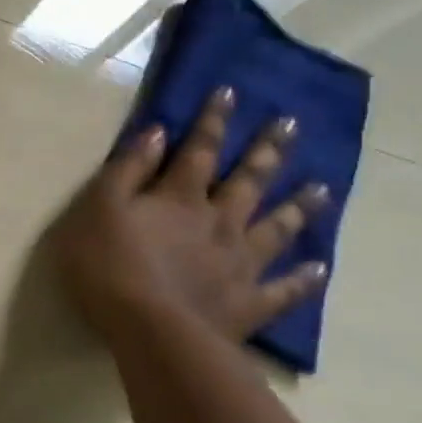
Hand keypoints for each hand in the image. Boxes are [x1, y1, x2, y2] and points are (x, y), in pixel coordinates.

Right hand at [51, 86, 329, 345]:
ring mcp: (240, 264)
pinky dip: (304, 278)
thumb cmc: (110, 266)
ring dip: (298, 206)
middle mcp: (219, 223)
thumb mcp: (100, 209)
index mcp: (180, 199)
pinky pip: (284, 289)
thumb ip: (126, 171)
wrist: (149, 331)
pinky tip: (321, 268)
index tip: (232, 91)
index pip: (199, 150)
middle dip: (267, 150)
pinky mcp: (249, 303)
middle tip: (292, 124)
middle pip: (248, 181)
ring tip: (322, 187)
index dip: (213, 120)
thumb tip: (157, 132)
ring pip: (276, 228)